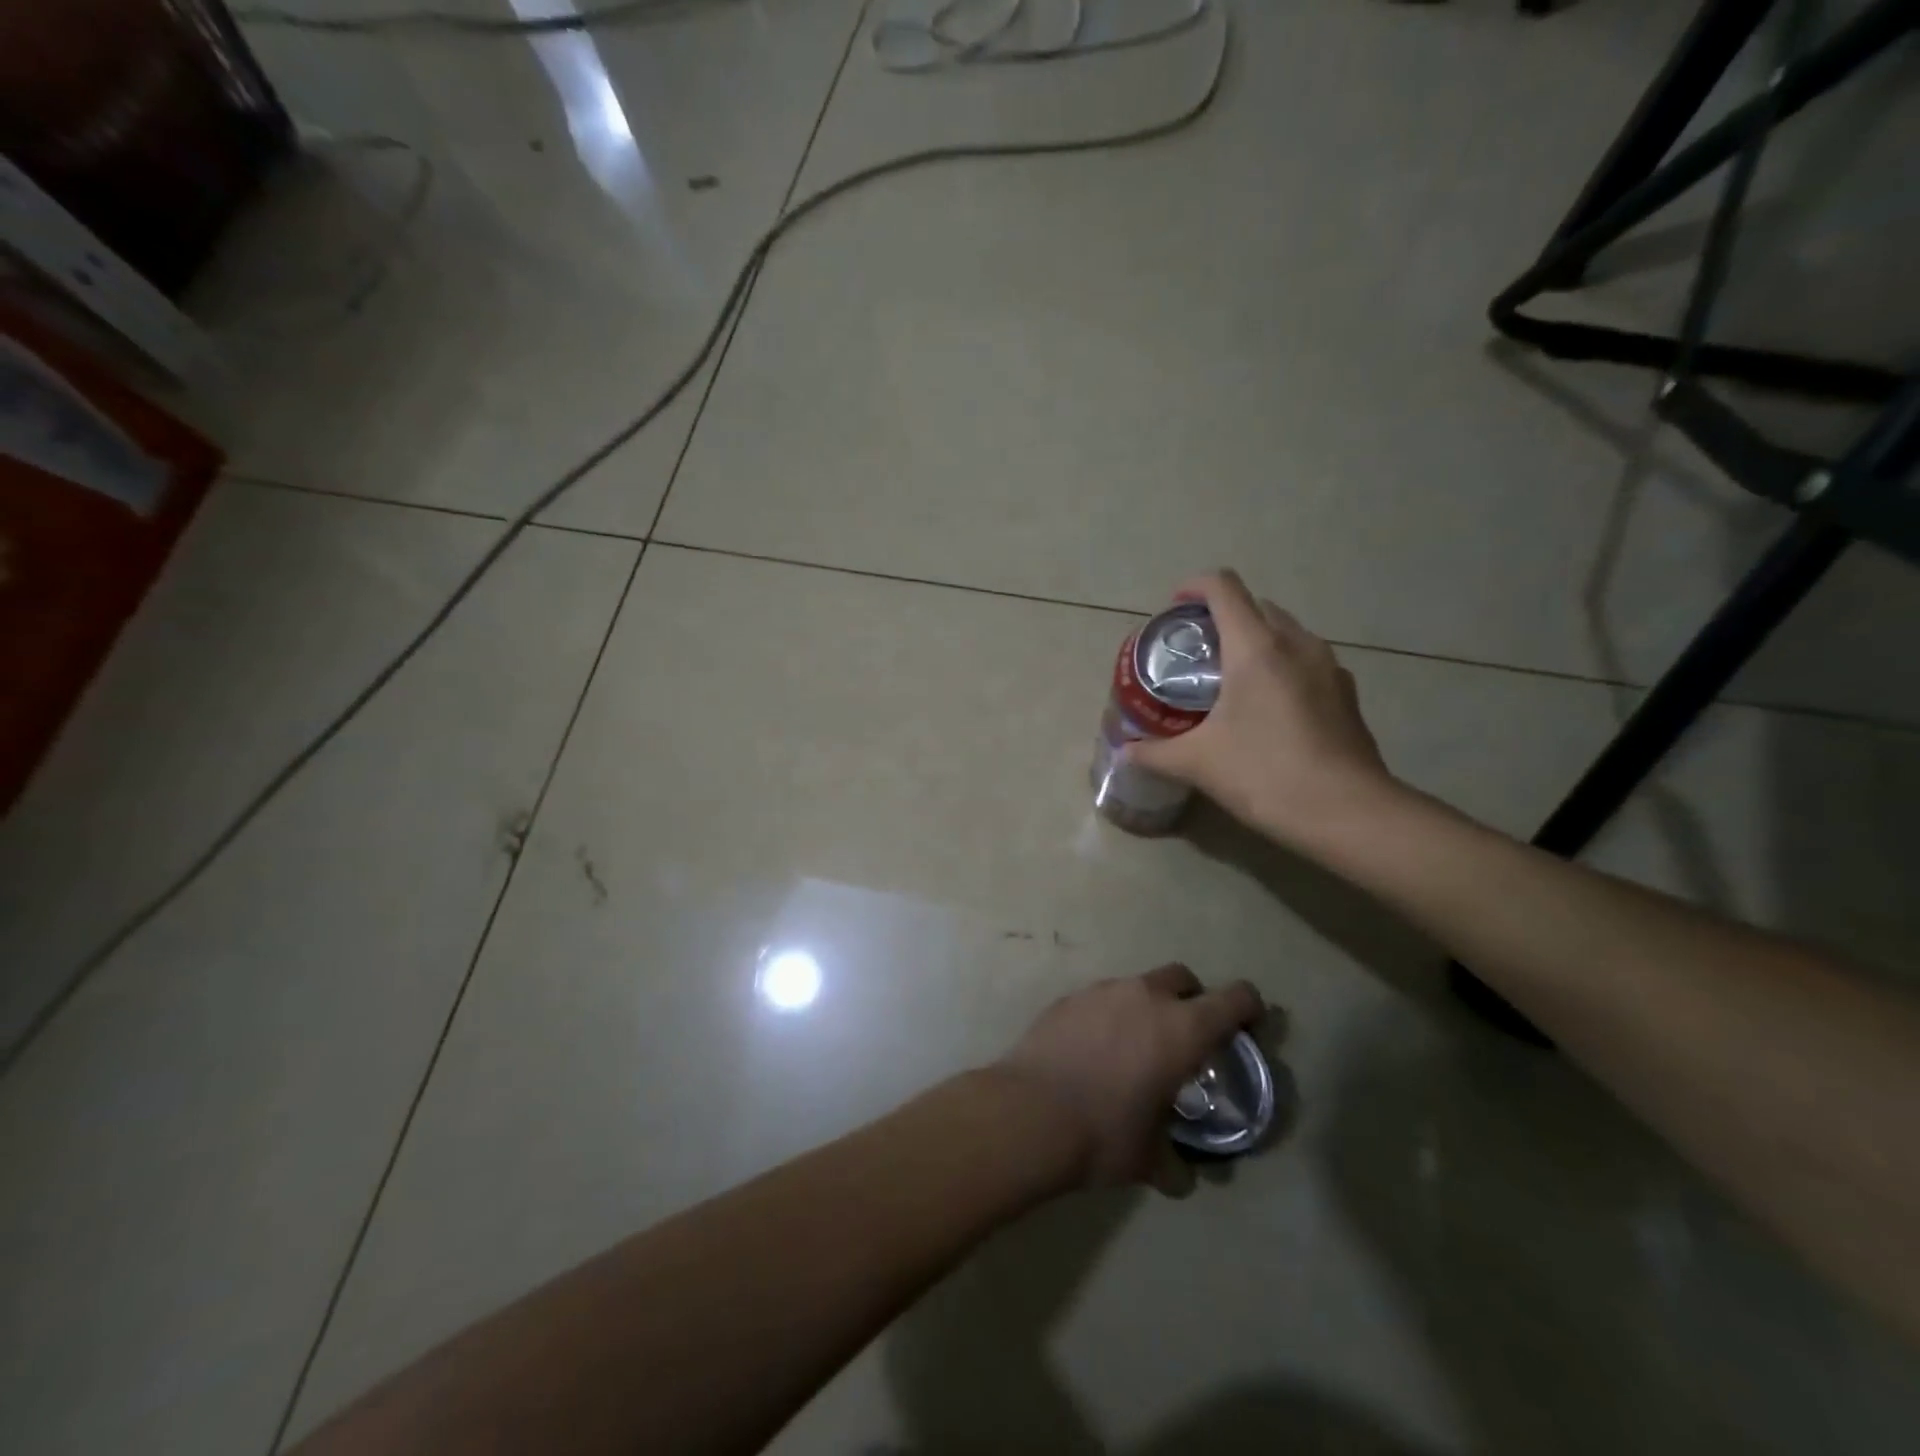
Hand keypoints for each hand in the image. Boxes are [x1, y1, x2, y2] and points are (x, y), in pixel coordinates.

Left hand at [997, 965, 1263, 1194]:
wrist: (1029, 1113)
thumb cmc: (1103, 1135)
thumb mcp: (1149, 1160)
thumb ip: (1174, 1164)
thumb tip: (1181, 1179)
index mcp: (1182, 1029)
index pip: (1234, 998)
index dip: (1248, 1007)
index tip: (1248, 1025)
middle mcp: (1145, 997)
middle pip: (1182, 977)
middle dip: (1192, 999)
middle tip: (1186, 1036)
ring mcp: (1102, 991)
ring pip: (1137, 985)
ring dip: (1146, 1007)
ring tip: (1134, 1048)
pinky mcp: (1068, 998)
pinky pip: (1100, 998)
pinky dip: (1108, 1016)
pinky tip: (1094, 1050)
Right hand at [1125, 570, 1396, 849]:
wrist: (1347, 813)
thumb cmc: (1265, 775)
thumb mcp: (1198, 763)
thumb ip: (1154, 753)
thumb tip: (1125, 752)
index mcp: (1257, 648)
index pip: (1223, 588)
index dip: (1194, 587)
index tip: (1174, 609)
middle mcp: (1297, 643)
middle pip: (1255, 605)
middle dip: (1222, 616)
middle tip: (1195, 651)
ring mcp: (1328, 666)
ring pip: (1285, 631)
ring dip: (1255, 640)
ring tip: (1229, 678)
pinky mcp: (1346, 692)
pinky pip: (1306, 660)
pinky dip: (1281, 665)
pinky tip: (1267, 707)